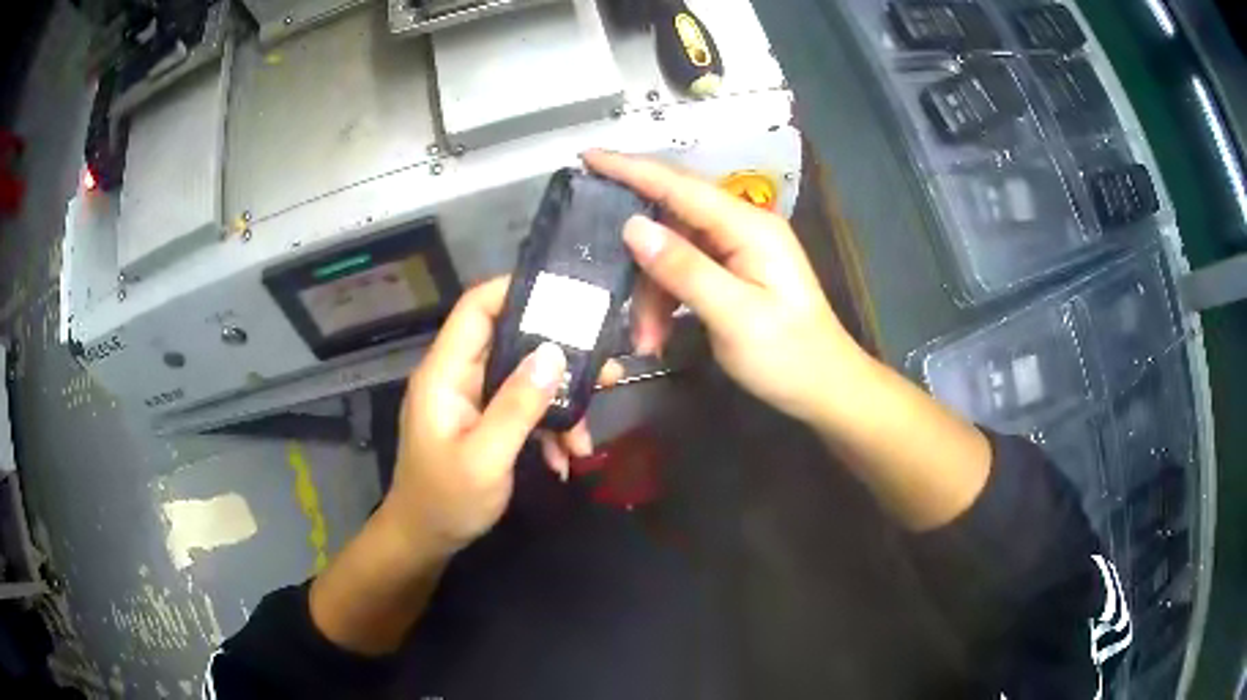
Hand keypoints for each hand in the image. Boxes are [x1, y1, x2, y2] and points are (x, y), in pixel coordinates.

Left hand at [383, 278, 609, 555]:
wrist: (427, 540)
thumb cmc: (446, 501)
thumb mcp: (485, 457)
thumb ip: (517, 406)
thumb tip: (554, 353)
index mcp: (445, 373)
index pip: (475, 309)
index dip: (515, 290)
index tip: (566, 294)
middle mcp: (459, 376)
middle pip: (511, 342)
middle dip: (558, 357)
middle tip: (606, 369)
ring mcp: (473, 399)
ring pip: (524, 378)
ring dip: (559, 404)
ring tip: (586, 437)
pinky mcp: (485, 420)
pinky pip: (522, 407)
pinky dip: (547, 427)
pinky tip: (565, 457)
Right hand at [584, 150, 868, 424]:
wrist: (826, 388)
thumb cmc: (788, 356)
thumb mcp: (735, 316)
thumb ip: (685, 269)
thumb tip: (633, 226)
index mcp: (748, 226)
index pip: (679, 185)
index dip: (630, 168)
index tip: (587, 157)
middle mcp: (741, 227)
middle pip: (671, 220)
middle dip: (637, 258)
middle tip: (605, 287)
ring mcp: (737, 249)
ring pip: (672, 253)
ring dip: (651, 294)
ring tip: (646, 340)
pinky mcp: (732, 272)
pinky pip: (685, 273)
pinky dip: (666, 302)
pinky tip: (658, 336)